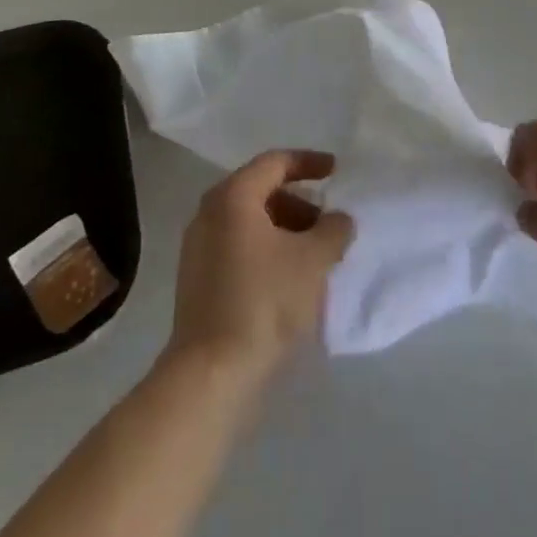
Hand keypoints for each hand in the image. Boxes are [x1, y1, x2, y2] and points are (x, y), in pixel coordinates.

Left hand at [164, 150, 354, 385]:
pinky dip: (266, 251)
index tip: (337, 172)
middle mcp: (209, 212)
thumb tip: (339, 219)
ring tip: (314, 256)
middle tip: (328, 224)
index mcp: (233, 196)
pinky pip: (238, 247)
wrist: (210, 374)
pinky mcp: (197, 279)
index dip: (309, 163)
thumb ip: (333, 230)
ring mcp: (198, 246)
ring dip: (285, 229)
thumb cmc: (263, 302)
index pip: (275, 162)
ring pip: (250, 222)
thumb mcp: (312, 261)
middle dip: (300, 203)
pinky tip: (289, 279)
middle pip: (261, 191)